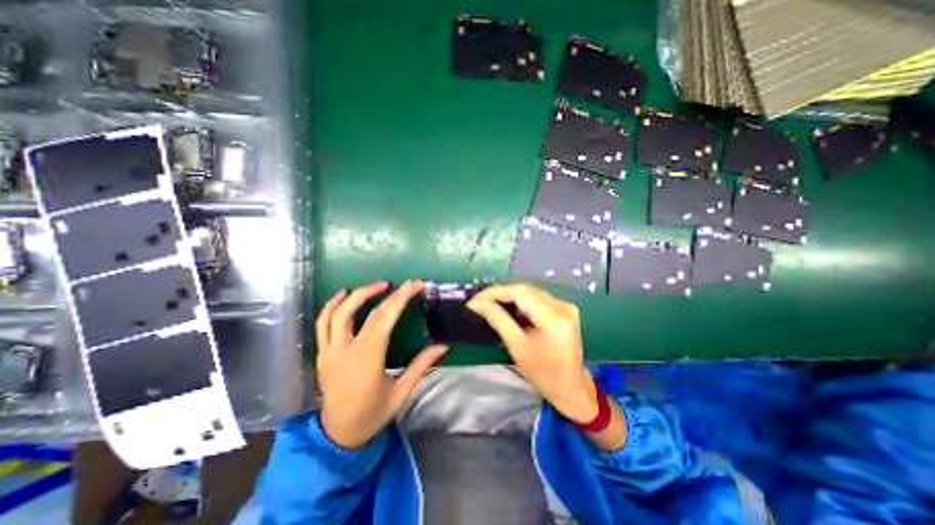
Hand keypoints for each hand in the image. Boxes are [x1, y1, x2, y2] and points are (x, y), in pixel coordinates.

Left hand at [317, 282, 446, 449]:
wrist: (338, 436)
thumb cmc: (373, 415)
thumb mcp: (401, 392)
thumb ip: (421, 365)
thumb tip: (443, 346)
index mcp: (366, 361)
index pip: (382, 319)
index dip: (399, 298)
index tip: (414, 285)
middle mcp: (343, 352)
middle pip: (357, 311)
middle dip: (377, 292)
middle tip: (395, 285)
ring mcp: (328, 352)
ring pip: (335, 314)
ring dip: (354, 295)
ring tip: (373, 286)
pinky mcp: (322, 354)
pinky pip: (321, 324)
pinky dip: (331, 306)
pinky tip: (343, 296)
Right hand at [467, 286, 598, 424]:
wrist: (571, 388)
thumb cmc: (543, 374)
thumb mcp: (517, 347)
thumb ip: (498, 320)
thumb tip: (477, 303)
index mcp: (554, 318)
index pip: (521, 292)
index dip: (496, 292)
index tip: (475, 299)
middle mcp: (563, 306)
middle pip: (526, 289)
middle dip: (501, 294)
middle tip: (480, 302)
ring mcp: (565, 306)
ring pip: (530, 292)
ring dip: (509, 297)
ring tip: (490, 305)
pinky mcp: (564, 309)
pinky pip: (537, 299)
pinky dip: (520, 302)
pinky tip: (508, 310)